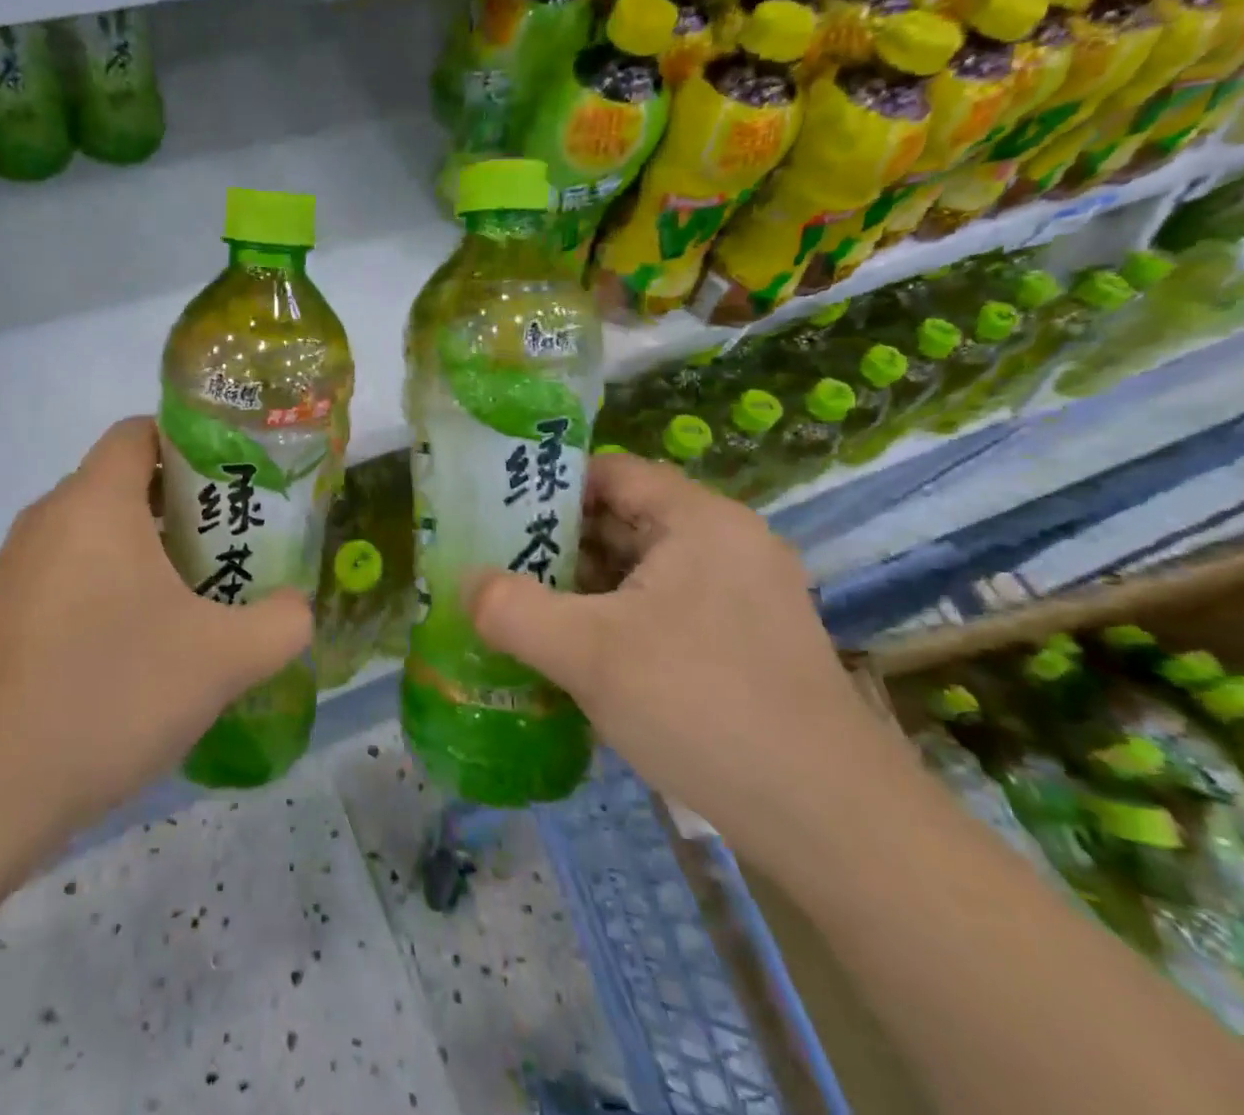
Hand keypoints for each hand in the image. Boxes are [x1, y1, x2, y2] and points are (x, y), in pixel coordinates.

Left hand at [0, 417, 311, 850]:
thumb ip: (280, 623)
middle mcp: (46, 519)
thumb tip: (294, 608)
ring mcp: (13, 569)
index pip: (140, 431)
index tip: (231, 487)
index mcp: (94, 502)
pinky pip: (64, 577)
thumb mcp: (222, 659)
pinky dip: (104, 590)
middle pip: (122, 483)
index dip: (191, 446)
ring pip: (93, 535)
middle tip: (228, 549)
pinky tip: (131, 652)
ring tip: (191, 602)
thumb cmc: (111, 693)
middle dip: (180, 509)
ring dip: (144, 555)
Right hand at [468, 453, 892, 853]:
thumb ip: (511, 608)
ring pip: (640, 570)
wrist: (833, 826)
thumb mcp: (586, 653)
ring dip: (580, 587)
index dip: (546, 487)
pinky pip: (661, 610)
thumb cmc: (703, 708)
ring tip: (521, 609)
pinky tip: (574, 655)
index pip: (608, 472)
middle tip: (494, 566)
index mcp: (699, 521)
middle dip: (554, 542)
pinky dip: (613, 620)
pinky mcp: (744, 644)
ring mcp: (741, 597)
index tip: (493, 517)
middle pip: (623, 519)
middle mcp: (727, 545)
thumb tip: (465, 582)